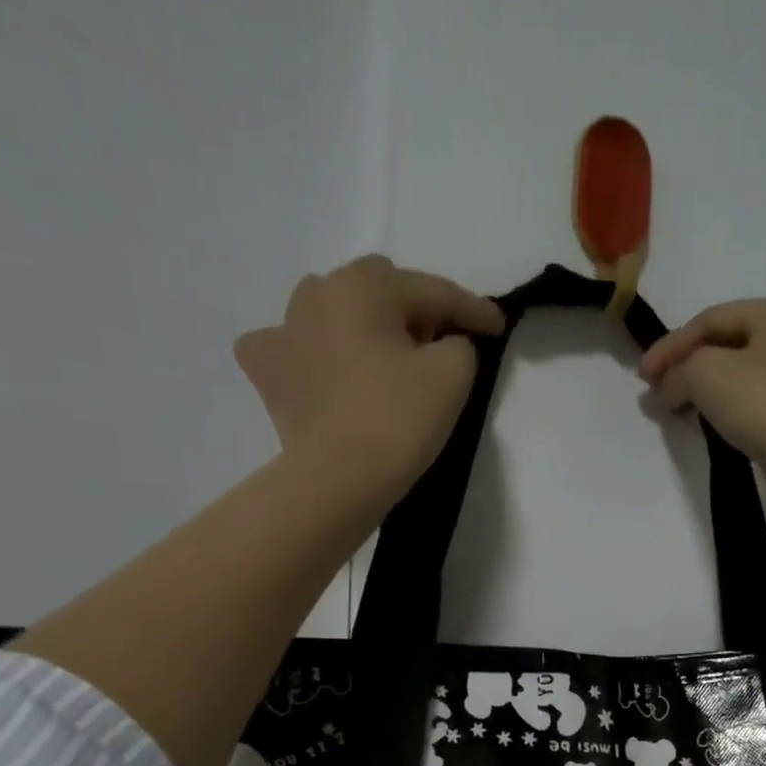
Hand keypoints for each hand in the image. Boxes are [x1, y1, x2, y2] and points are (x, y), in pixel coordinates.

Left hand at [234, 255, 504, 508]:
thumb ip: (460, 344)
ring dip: (362, 327)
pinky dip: (314, 355)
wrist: (337, 480)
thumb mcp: (453, 376)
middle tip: (439, 345)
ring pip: (335, 314)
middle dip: (413, 312)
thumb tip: (446, 344)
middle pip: (379, 292)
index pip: (432, 290)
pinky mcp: (267, 371)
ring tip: (382, 357)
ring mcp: (282, 329)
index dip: (472, 309)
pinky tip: (324, 371)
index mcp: (364, 285)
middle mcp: (317, 292)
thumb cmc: (397, 421)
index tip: (498, 326)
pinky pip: (293, 348)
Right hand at [638, 298, 765, 485]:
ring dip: (699, 386)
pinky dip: (720, 403)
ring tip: (672, 405)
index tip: (642, 376)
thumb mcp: (705, 373)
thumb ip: (678, 371)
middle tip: (655, 389)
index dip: (671, 345)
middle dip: (685, 365)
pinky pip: (747, 397)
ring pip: (735, 371)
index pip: (711, 319)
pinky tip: (702, 417)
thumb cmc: (760, 402)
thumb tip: (667, 387)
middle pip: (724, 343)